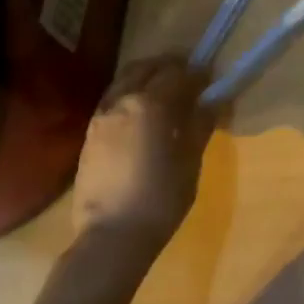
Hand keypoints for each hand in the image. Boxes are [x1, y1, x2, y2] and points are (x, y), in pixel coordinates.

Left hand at [66, 56, 217, 258]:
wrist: (111, 236)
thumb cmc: (161, 197)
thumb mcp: (191, 160)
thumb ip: (201, 123)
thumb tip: (214, 101)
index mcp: (153, 103)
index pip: (179, 73)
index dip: (198, 74)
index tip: (210, 80)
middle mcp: (124, 99)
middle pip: (149, 67)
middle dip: (170, 68)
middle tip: (188, 81)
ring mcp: (102, 114)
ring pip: (127, 79)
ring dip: (147, 77)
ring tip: (164, 94)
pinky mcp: (90, 132)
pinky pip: (113, 98)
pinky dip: (130, 93)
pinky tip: (141, 114)